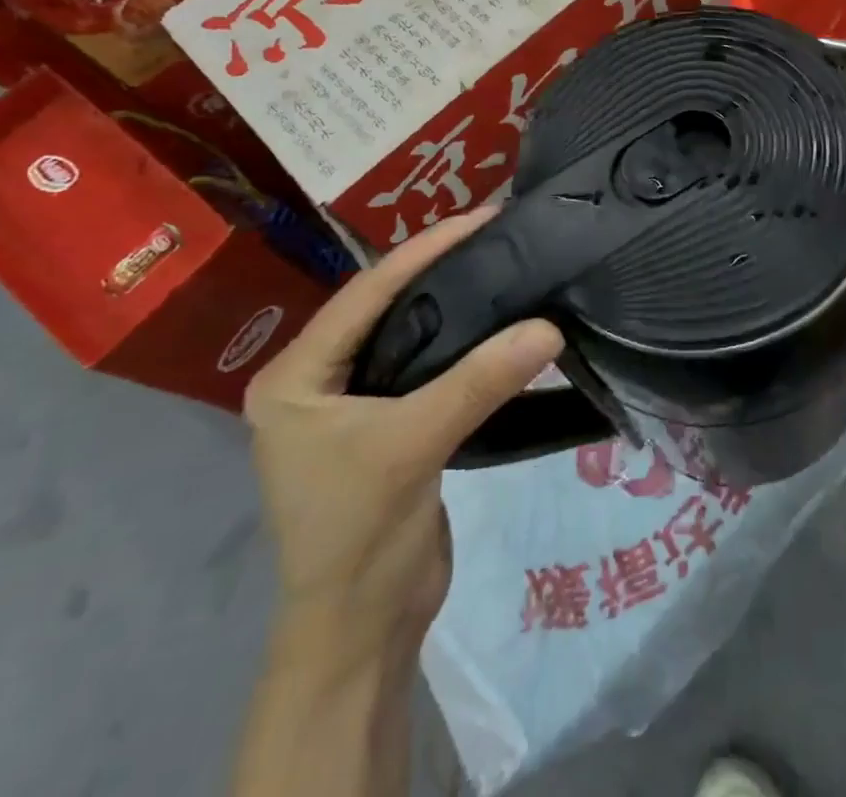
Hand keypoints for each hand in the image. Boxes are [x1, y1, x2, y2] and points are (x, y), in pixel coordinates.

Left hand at [243, 208, 563, 648]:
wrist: (362, 629)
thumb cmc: (360, 533)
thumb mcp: (413, 445)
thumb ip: (479, 381)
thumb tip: (549, 326)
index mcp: (296, 375)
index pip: (366, 292)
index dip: (425, 250)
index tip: (482, 216)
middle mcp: (316, 380)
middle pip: (385, 305)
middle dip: (438, 267)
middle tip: (497, 232)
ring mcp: (351, 403)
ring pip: (408, 333)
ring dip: (453, 302)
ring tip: (502, 263)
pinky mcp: (387, 425)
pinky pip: (425, 365)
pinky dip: (460, 342)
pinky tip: (496, 322)